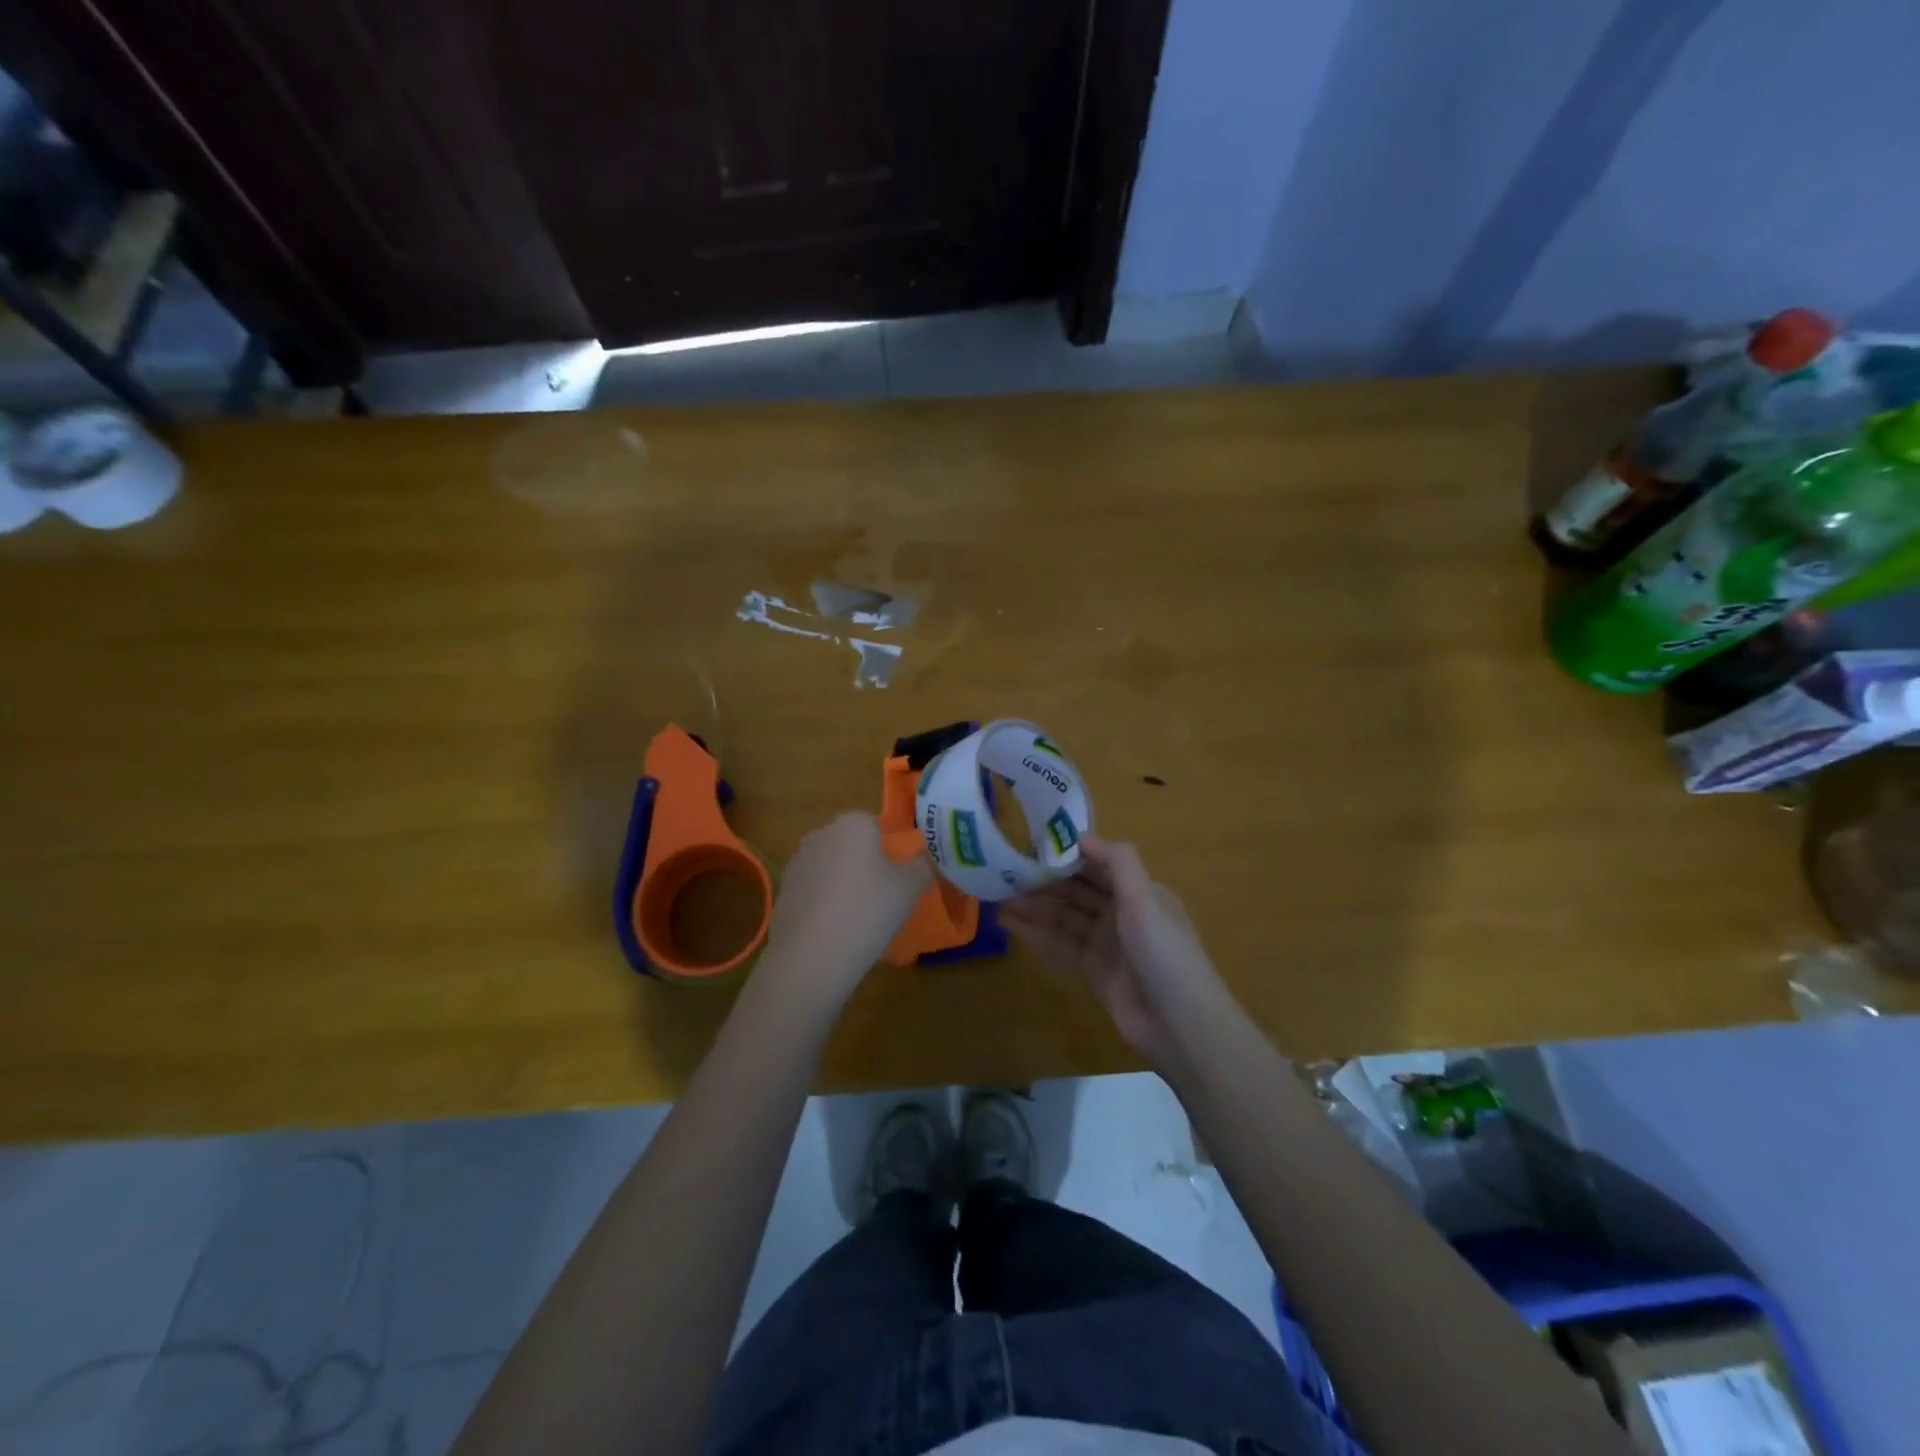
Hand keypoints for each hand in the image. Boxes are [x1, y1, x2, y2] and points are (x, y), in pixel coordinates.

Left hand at [762, 812, 931, 1000]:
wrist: (812, 955)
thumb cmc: (869, 910)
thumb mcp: (911, 887)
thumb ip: (923, 866)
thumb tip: (925, 858)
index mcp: (853, 823)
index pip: (875, 826)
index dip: (888, 852)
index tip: (896, 880)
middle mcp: (821, 834)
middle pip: (850, 846)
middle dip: (864, 866)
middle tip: (882, 899)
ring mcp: (797, 863)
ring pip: (831, 869)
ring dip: (843, 885)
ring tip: (858, 921)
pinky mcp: (783, 892)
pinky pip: (814, 892)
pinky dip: (824, 905)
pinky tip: (834, 932)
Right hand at [1000, 836, 1224, 1063]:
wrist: (1179, 1024)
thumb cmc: (1164, 952)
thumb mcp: (1144, 899)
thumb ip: (1117, 862)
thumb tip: (1081, 836)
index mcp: (1139, 891)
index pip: (1097, 864)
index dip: (1066, 855)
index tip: (1031, 846)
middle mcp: (1121, 912)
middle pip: (1077, 890)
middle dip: (1044, 881)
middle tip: (1005, 872)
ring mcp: (1106, 943)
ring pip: (1065, 917)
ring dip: (1035, 907)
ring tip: (999, 898)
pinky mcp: (1093, 971)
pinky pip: (1061, 945)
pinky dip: (1037, 934)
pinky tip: (1010, 924)